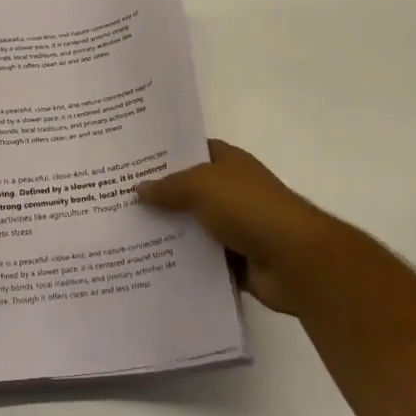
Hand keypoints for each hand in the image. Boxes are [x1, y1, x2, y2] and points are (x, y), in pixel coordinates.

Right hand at [136, 140, 339, 314]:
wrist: (296, 261)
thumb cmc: (250, 209)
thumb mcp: (202, 186)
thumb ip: (169, 187)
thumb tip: (138, 189)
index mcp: (229, 163)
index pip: (192, 150)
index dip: (164, 154)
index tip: (131, 161)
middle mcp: (232, 191)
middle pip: (189, 190)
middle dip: (159, 196)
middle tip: (119, 199)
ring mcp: (236, 227)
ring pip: (193, 227)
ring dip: (169, 232)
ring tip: (126, 235)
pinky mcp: (237, 261)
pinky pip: (202, 259)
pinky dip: (183, 262)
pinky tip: (150, 264)